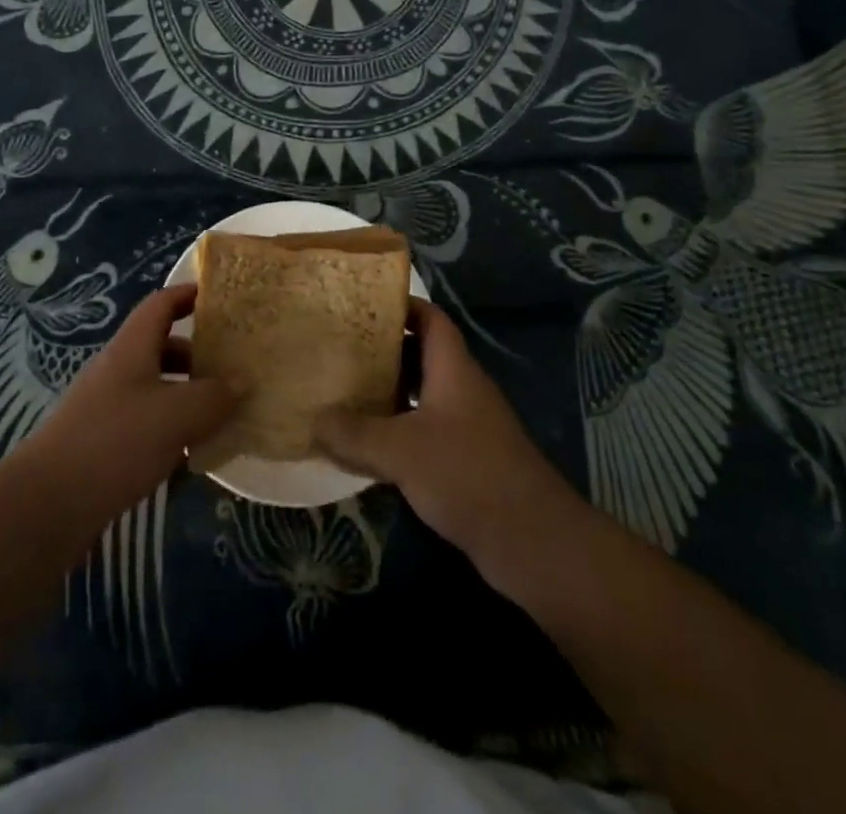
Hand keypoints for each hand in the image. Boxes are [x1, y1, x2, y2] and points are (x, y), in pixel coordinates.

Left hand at [20, 284, 236, 520]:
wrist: (48, 505)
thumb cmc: (116, 442)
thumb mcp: (176, 414)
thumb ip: (214, 396)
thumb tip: (242, 382)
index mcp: (132, 347)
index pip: (161, 304)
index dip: (189, 294)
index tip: (221, 297)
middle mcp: (118, 369)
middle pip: (161, 346)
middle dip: (197, 353)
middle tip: (234, 365)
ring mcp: (108, 407)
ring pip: (156, 387)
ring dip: (188, 394)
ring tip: (223, 411)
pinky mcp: (104, 443)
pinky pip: (147, 422)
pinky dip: (173, 428)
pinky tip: (194, 452)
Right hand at [316, 299, 575, 577]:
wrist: (532, 541)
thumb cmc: (467, 474)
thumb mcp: (401, 451)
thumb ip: (355, 434)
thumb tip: (313, 419)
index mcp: (453, 369)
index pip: (430, 319)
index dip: (400, 306)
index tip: (361, 305)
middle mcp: (462, 389)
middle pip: (422, 355)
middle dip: (383, 351)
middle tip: (341, 351)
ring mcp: (468, 425)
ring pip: (423, 395)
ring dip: (389, 393)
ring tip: (346, 393)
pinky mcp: (467, 459)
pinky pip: (426, 430)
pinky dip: (399, 431)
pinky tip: (370, 446)